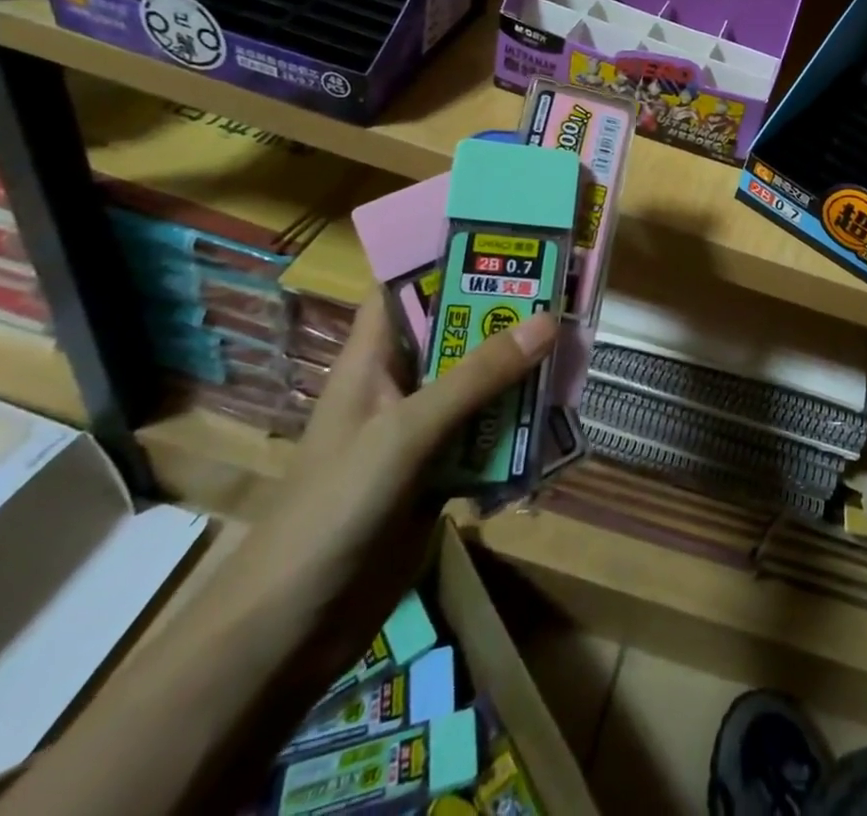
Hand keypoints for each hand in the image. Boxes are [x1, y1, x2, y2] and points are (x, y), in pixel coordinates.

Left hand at [212, 291, 557, 688]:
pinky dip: (518, 426)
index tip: (506, 235)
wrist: (291, 630)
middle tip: (565, 289)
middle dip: (505, 315)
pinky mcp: (437, 475)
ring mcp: (419, 432)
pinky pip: (486, 436)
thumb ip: (476, 378)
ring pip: (478, 385)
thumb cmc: (334, 508)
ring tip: (575, 346)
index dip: (448, 256)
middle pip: (456, 333)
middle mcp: (399, 385)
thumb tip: (548, 320)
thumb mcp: (406, 431)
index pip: (406, 287)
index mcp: (374, 359)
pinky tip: (557, 418)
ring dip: (519, 372)